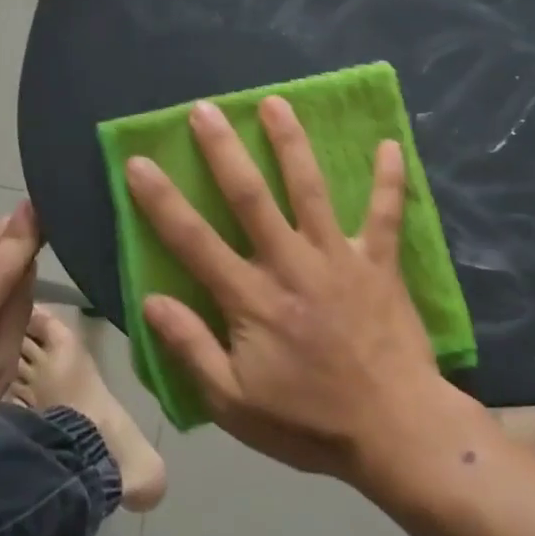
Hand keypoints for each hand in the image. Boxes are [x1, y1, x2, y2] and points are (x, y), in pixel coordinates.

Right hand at [125, 97, 462, 481]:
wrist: (395, 432)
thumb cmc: (309, 421)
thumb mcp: (234, 402)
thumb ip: (192, 348)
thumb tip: (151, 301)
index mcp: (251, 298)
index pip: (193, 241)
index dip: (161, 201)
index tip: (140, 162)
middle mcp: (291, 265)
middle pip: (251, 197)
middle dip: (224, 151)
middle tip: (205, 110)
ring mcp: (338, 259)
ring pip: (310, 190)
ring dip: (291, 144)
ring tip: (275, 103)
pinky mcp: (379, 264)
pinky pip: (386, 214)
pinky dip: (390, 180)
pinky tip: (390, 144)